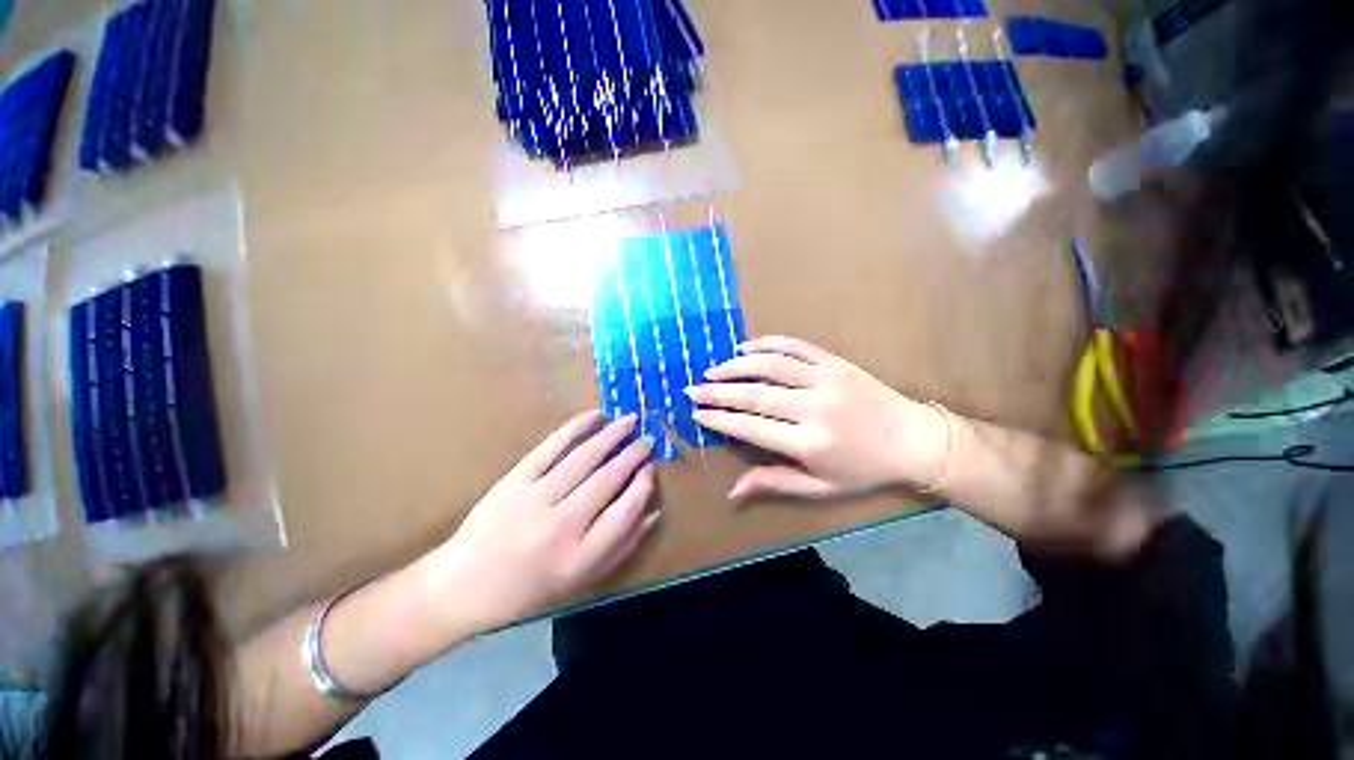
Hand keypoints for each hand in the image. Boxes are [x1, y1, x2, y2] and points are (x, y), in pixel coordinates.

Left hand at [423, 411, 657, 632]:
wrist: (461, 586)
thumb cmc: (528, 589)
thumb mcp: (581, 580)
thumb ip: (621, 546)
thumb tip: (653, 510)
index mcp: (579, 557)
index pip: (625, 512)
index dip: (642, 486)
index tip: (650, 470)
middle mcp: (561, 526)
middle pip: (607, 480)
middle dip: (633, 456)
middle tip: (648, 440)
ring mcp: (535, 498)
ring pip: (584, 458)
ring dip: (612, 435)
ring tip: (631, 420)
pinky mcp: (514, 480)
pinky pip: (550, 447)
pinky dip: (575, 428)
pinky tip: (595, 416)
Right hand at [686, 336, 946, 500]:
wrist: (915, 440)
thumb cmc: (865, 471)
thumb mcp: (821, 489)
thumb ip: (775, 483)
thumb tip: (731, 491)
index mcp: (810, 444)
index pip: (752, 428)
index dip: (720, 420)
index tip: (697, 414)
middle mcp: (814, 408)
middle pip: (755, 395)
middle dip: (717, 392)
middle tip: (692, 389)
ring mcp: (826, 380)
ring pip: (771, 366)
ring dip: (736, 365)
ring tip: (712, 369)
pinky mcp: (835, 362)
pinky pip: (795, 346)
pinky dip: (767, 344)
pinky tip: (746, 347)